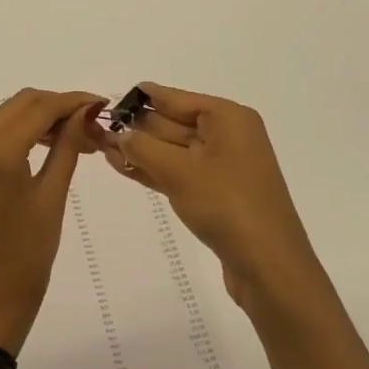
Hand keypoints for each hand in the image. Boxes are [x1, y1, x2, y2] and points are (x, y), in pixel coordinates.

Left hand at [0, 89, 103, 352]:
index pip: (39, 107)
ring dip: (44, 117)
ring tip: (81, 137)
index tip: (102, 103)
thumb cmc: (26, 255)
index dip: (73, 101)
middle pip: (23, 103)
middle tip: (93, 122)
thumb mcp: (52, 197)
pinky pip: (0, 133)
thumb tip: (85, 112)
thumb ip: (68, 147)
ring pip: (11, 114)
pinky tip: (53, 145)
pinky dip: (27, 131)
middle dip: (59, 105)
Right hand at [97, 83, 321, 314]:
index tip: (109, 99)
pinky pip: (179, 172)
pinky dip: (154, 169)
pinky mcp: (218, 195)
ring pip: (174, 150)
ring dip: (140, 150)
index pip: (175, 99)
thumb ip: (143, 148)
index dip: (141, 98)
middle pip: (173, 123)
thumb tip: (119, 134)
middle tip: (98, 128)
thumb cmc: (227, 206)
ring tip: (101, 147)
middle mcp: (228, 136)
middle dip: (137, 127)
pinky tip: (124, 167)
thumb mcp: (179, 171)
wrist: (270, 269)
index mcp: (228, 118)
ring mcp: (224, 167)